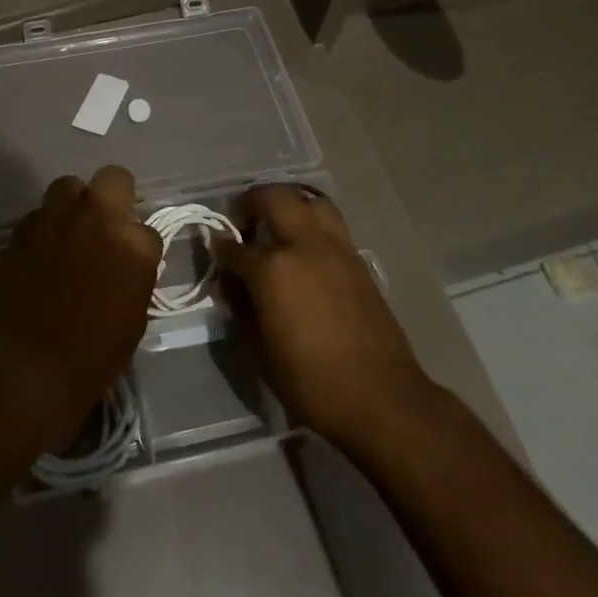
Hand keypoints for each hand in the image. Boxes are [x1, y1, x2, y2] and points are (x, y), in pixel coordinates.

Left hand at [0, 166, 161, 453]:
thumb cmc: (90, 357)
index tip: (129, 264)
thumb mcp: (133, 320)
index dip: (139, 248)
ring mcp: (59, 217)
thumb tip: (125, 265)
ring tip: (70, 231)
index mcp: (134, 245)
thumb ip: (134, 276)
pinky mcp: (25, 227)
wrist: (26, 366)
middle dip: (115, 197)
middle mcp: (99, 218)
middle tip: (106, 226)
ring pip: (71, 186)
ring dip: (74, 204)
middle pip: (115, 179)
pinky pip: (41, 213)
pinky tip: (42, 251)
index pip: (148, 230)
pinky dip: (45, 227)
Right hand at [214, 185, 433, 449]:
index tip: (217, 251)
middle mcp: (303, 245)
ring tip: (277, 225)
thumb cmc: (311, 382)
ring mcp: (335, 247)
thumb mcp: (260, 351)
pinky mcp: (357, 258)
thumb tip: (231, 283)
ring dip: (287, 204)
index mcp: (273, 269)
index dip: (221, 249)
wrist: (380, 398)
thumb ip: (241, 307)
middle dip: (251, 203)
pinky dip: (311, 221)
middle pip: (274, 199)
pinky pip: (330, 222)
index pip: (235, 248)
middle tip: (243, 223)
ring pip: (308, 200)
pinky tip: (304, 248)